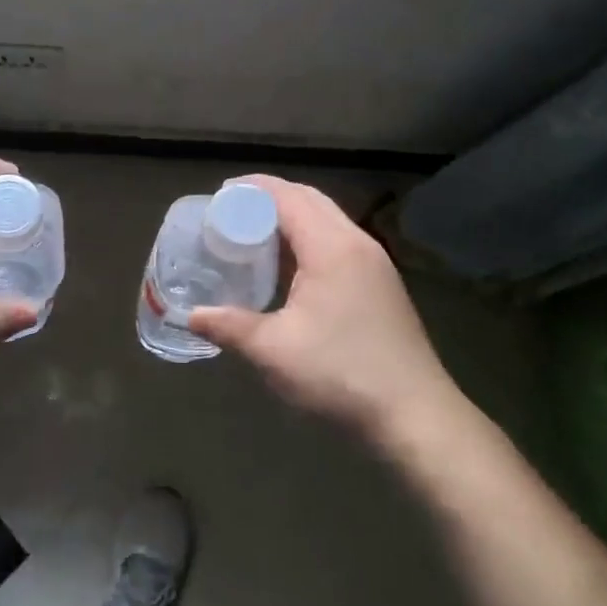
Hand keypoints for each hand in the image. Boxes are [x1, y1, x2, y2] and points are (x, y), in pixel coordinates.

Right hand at [189, 177, 458, 451]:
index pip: (287, 196)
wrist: (415, 416)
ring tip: (254, 235)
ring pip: (327, 219)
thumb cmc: (341, 374)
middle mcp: (356, 243)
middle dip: (269, 197)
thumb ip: (230, 326)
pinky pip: (338, 241)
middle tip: (231, 213)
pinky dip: (309, 237)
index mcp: (331, 247)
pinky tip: (290, 268)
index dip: (251, 189)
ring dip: (291, 217)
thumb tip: (190, 316)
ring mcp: (375, 263)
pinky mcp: (382, 283)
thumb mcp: (274, 351)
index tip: (219, 196)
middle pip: (309, 199)